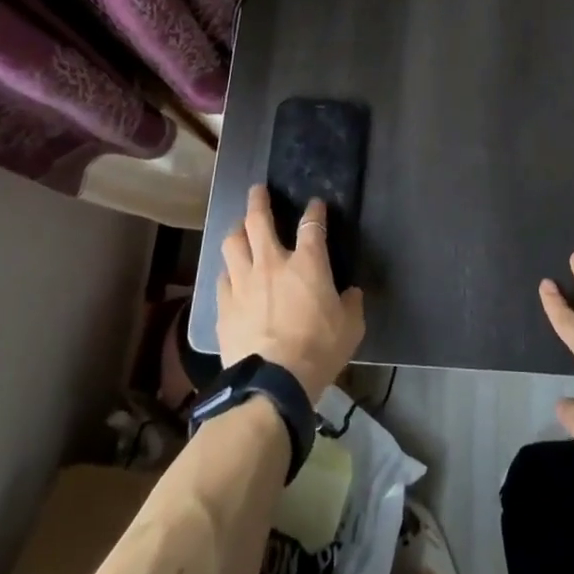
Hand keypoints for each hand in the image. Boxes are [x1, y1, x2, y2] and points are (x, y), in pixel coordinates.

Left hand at [217, 185, 364, 401]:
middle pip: (258, 220)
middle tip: (258, 191)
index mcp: (307, 263)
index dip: (315, 211)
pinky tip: (230, 274)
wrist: (273, 382)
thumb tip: (350, 293)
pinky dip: (228, 270)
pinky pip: (222, 277)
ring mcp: (243, 282)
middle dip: (258, 201)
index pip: (312, 225)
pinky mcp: (224, 305)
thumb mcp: (351, 328)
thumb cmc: (319, 350)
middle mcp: (271, 263)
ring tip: (239, 228)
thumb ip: (351, 304)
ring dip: (237, 230)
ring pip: (232, 243)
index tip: (316, 205)